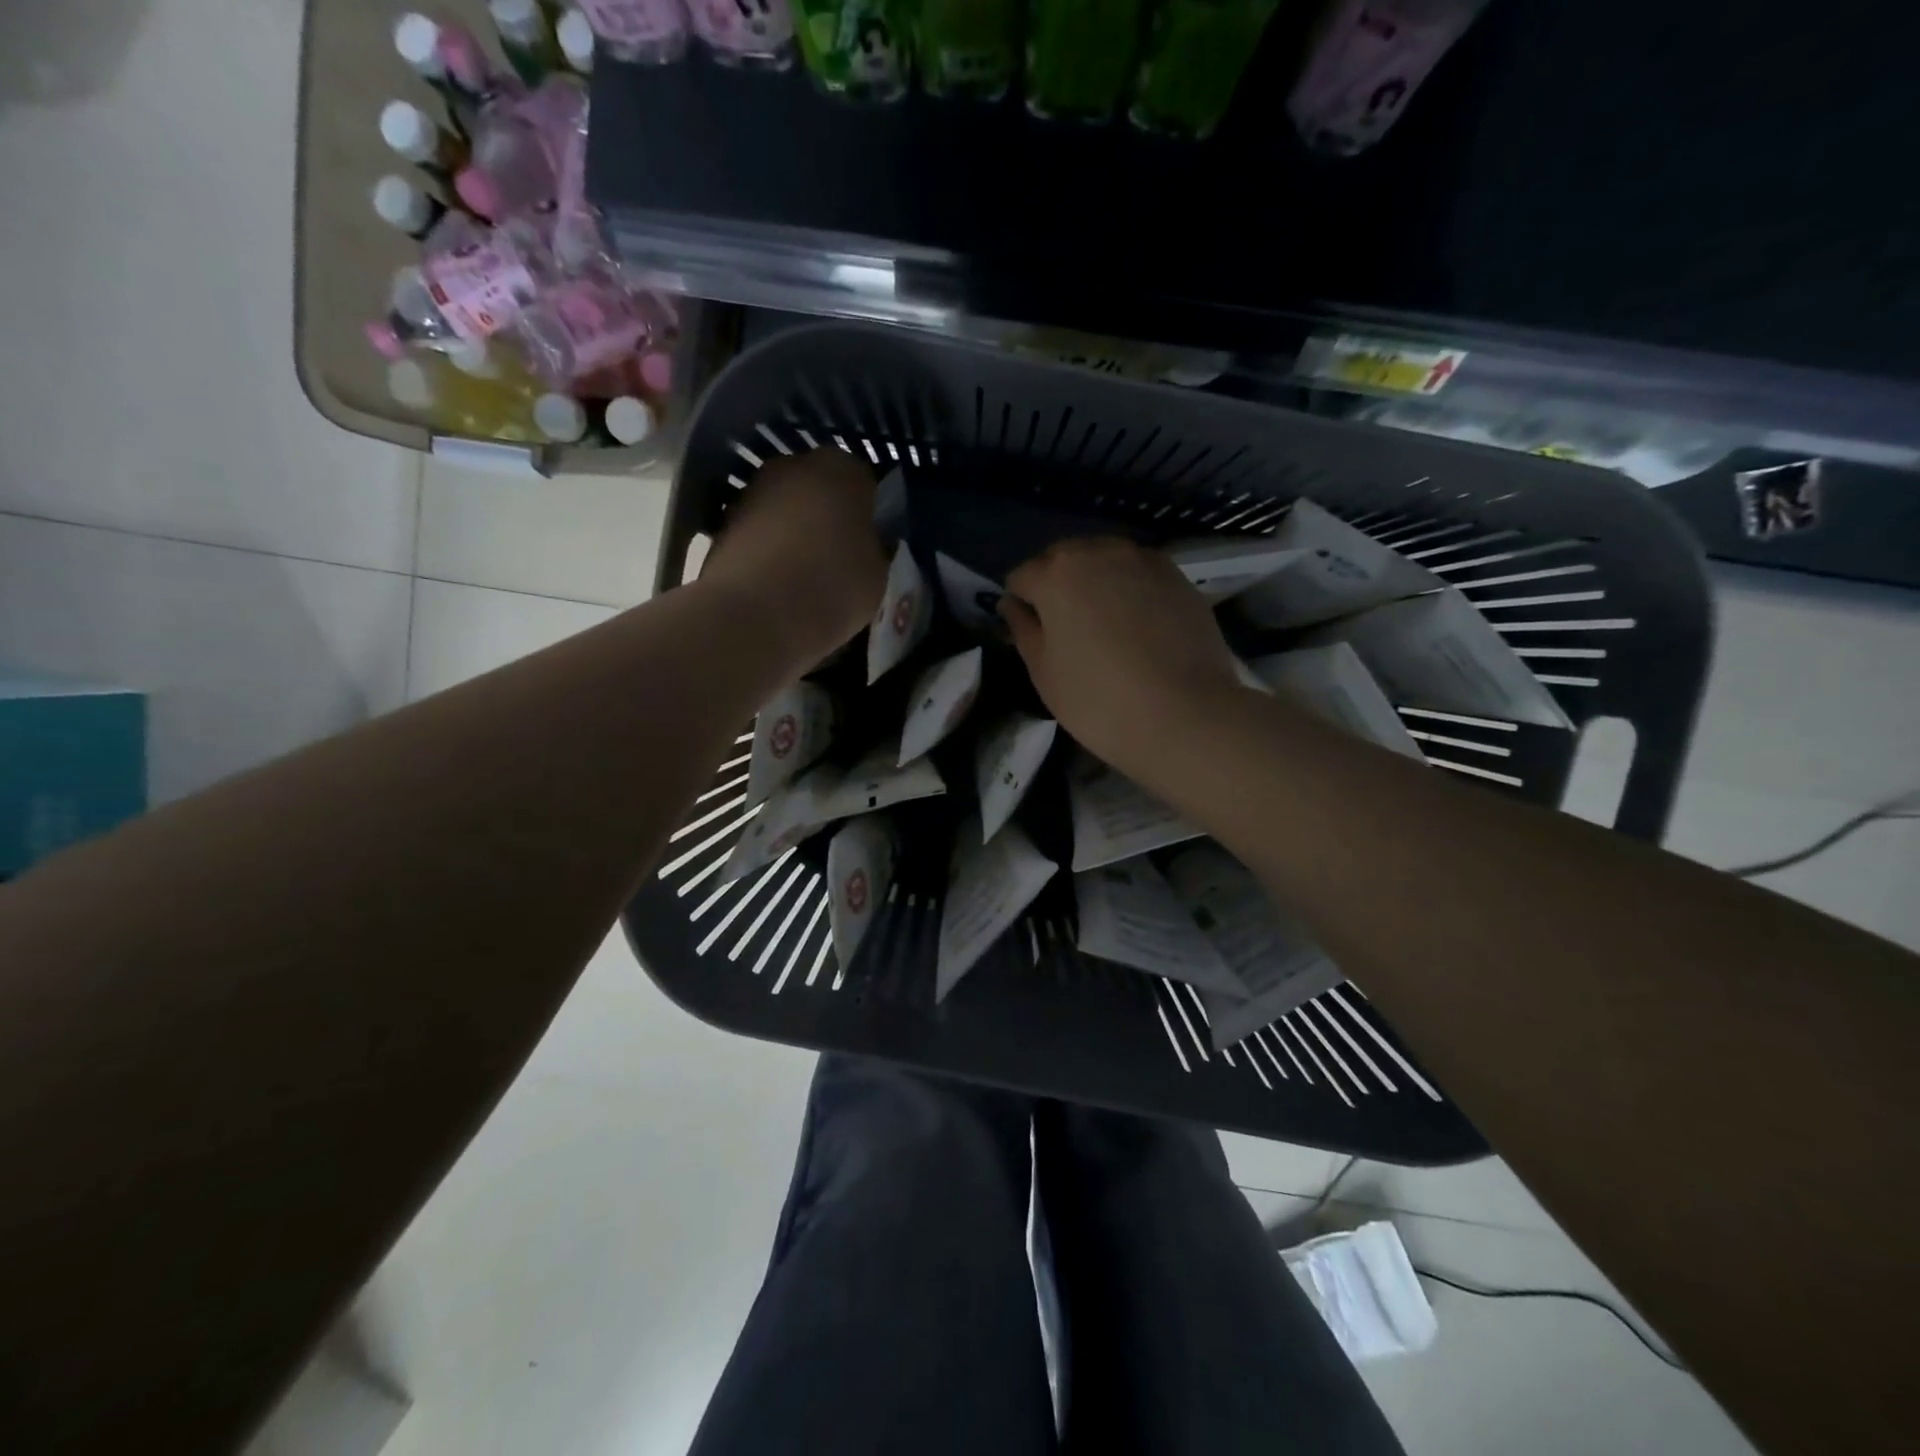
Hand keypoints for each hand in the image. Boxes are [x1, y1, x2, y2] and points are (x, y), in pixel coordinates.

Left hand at [701, 449, 887, 666]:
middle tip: (841, 561)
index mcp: (841, 469)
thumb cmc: (831, 588)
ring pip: (787, 510)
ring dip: (797, 534)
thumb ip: (876, 549)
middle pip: (821, 490)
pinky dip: (770, 553)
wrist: (751, 617)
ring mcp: (752, 492)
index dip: (870, 516)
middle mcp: (792, 466)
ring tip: (807, 579)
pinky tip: (778, 588)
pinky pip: (761, 534)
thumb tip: (868, 545)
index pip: (866, 484)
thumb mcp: (879, 575)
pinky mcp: (723, 523)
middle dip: (830, 518)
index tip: (872, 546)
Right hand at [1001, 537, 1247, 784]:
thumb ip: (1023, 629)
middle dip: (1058, 586)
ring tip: (1104, 626)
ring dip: (1095, 583)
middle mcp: (1099, 551)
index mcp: (1056, 573)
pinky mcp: (1178, 576)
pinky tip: (1138, 627)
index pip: (1022, 577)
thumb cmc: (1098, 700)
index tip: (1032, 633)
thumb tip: (1012, 604)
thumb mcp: (1043, 672)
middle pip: (1064, 559)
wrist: (1185, 715)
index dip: (1021, 604)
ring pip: (1104, 561)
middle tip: (1067, 630)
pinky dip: (1130, 590)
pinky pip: (1139, 574)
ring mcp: (1144, 560)